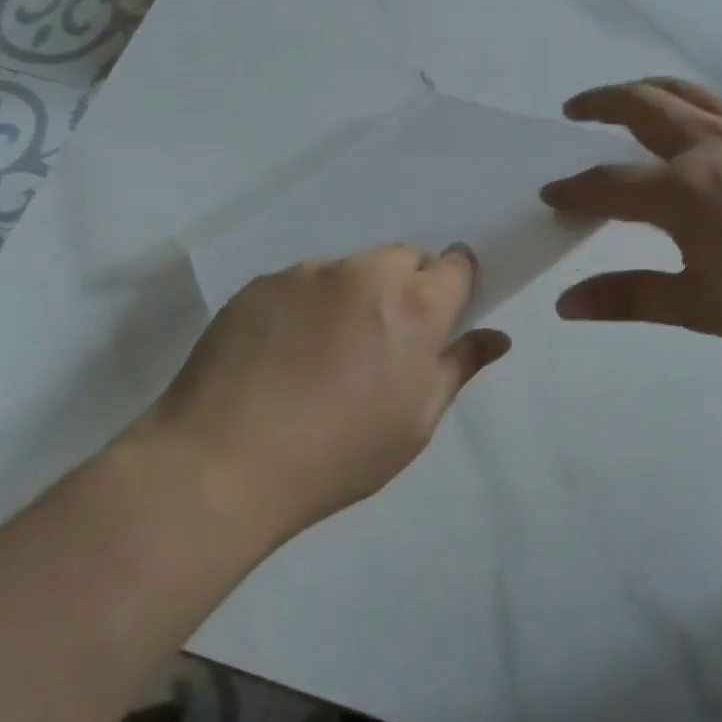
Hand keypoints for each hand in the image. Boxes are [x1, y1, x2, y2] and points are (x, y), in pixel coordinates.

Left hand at [138, 246, 508, 546]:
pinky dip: (306, 305)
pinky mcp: (260, 284)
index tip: (441, 315)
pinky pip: (301, 283)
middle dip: (405, 287)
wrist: (223, 463)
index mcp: (415, 305)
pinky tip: (282, 354)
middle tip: (382, 342)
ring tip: (323, 353)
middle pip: (403, 258)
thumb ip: (459, 367)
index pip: (455, 263)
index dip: (454, 284)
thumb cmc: (339, 453)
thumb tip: (498, 337)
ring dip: (353, 295)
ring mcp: (307, 273)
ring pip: (349, 270)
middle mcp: (365, 273)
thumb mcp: (415, 422)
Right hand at [541, 78, 721, 357]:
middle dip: (599, 104)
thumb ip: (629, 297)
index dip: (574, 190)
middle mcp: (709, 145)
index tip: (551, 194)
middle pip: (640, 107)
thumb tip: (565, 305)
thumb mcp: (700, 306)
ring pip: (686, 93)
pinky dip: (701, 101)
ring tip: (629, 99)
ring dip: (647, 91)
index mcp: (681, 190)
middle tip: (574, 109)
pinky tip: (704, 117)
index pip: (608, 184)